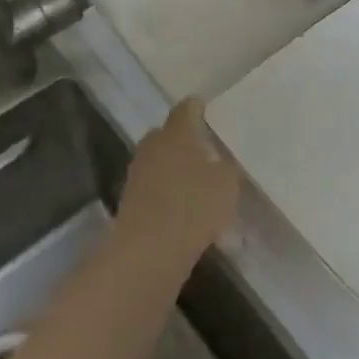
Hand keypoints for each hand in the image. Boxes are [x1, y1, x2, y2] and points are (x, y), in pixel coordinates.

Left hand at [115, 98, 241, 273]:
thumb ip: (227, 167)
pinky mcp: (130, 202)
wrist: (148, 251)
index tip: (206, 108)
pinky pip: (153, 187)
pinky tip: (183, 205)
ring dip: (173, 166)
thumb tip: (221, 163)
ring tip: (195, 179)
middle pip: (166, 134)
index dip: (197, 107)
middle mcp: (153, 146)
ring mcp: (137, 174)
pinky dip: (166, 191)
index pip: (186, 109)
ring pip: (158, 161)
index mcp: (176, 133)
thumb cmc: (194, 206)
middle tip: (203, 147)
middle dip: (182, 138)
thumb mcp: (227, 184)